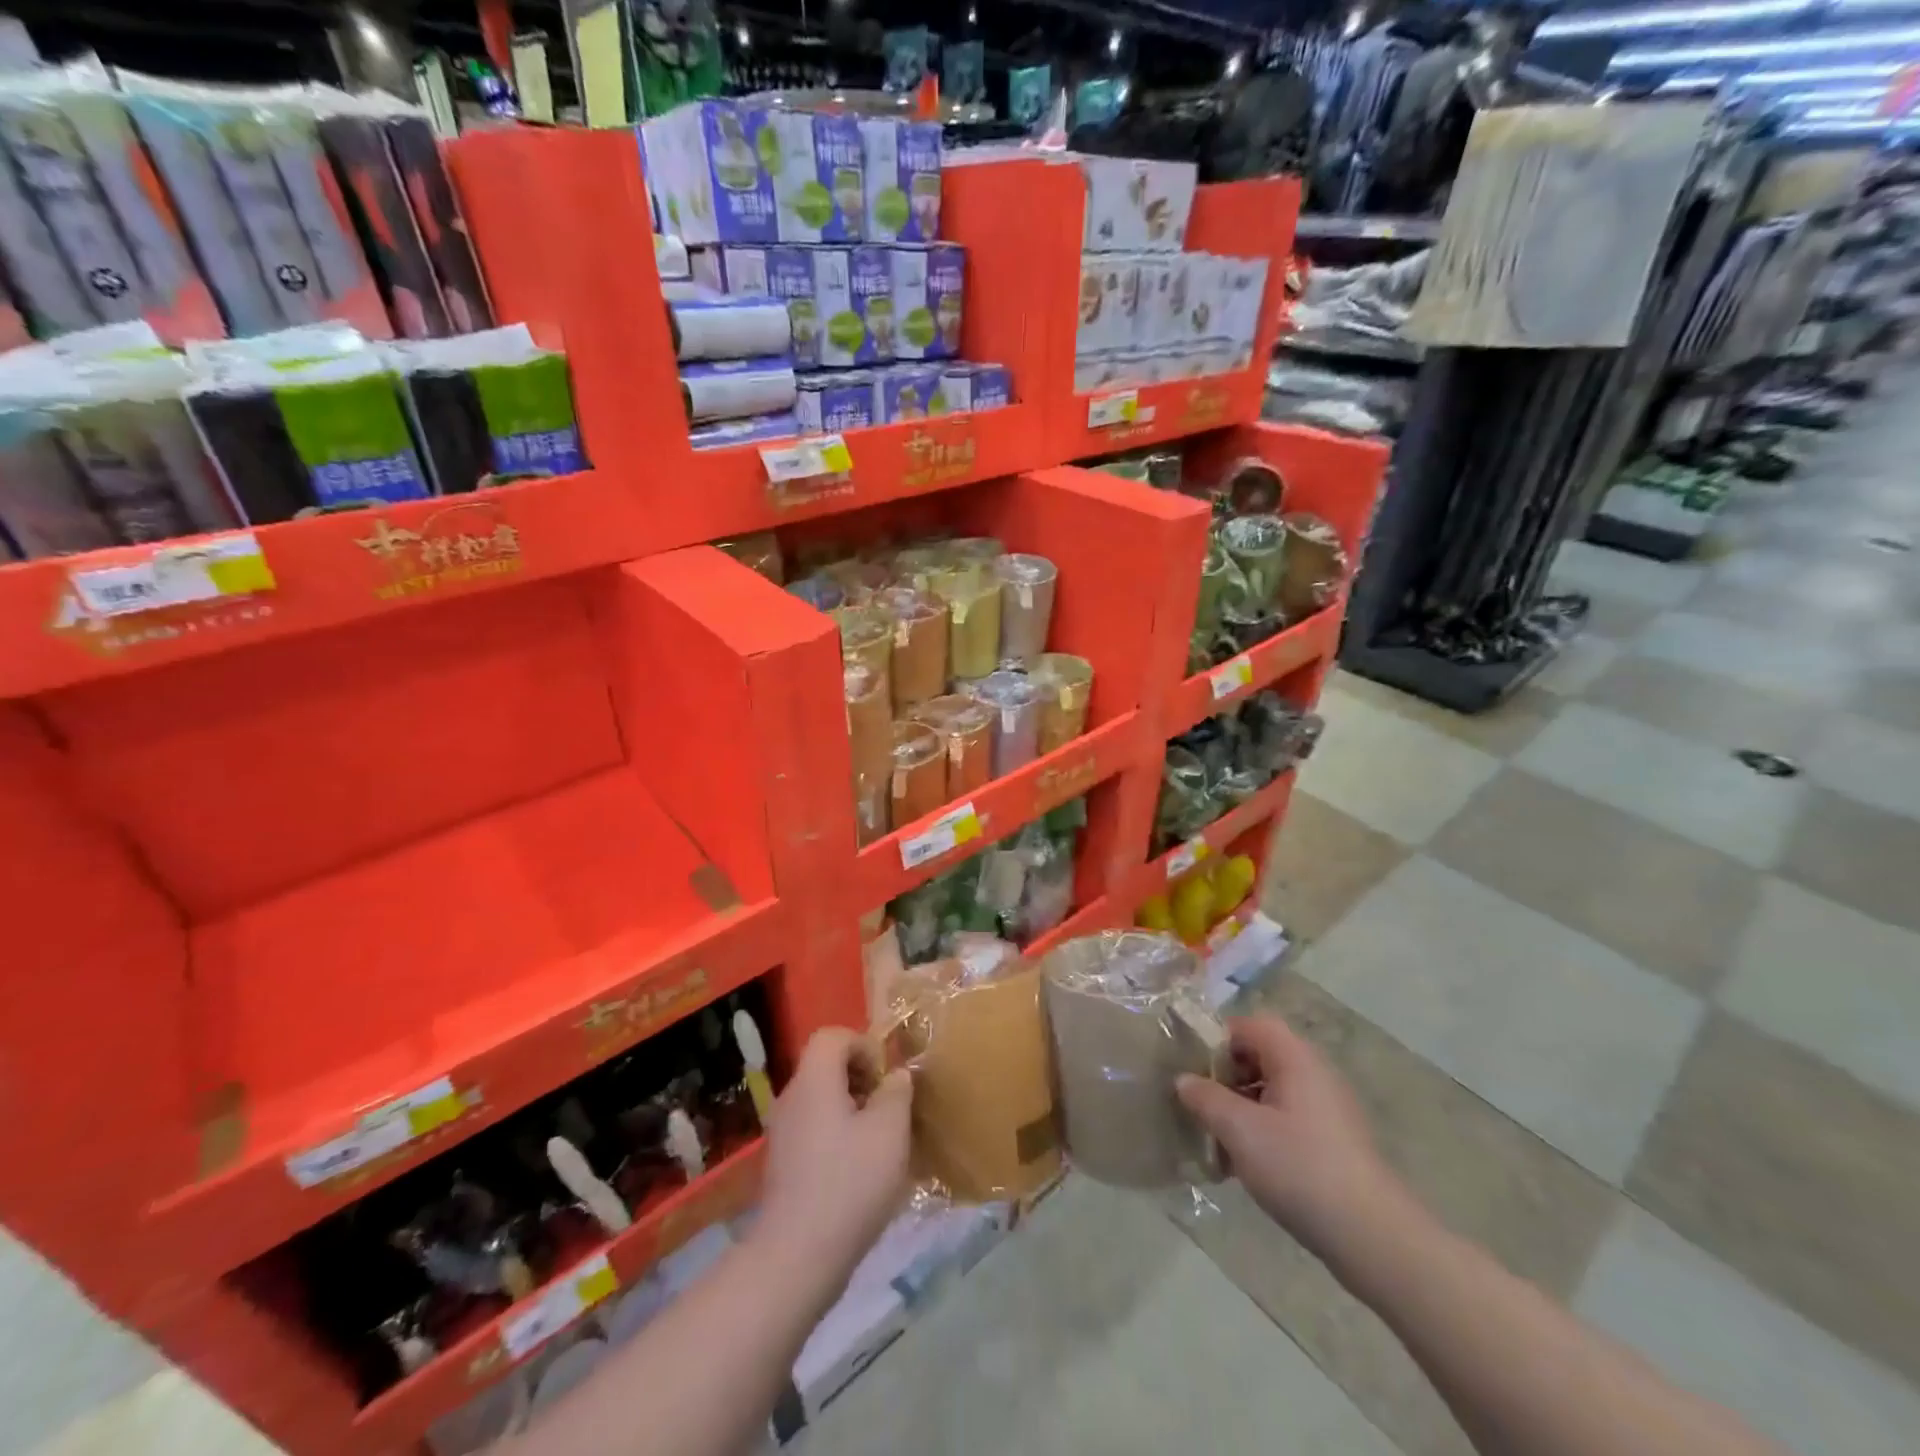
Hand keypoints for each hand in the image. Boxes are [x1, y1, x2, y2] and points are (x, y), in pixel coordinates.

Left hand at [756, 1028, 911, 1281]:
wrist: (796, 1257)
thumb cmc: (849, 1183)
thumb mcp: (890, 1131)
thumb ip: (896, 1093)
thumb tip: (895, 1076)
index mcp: (814, 1080)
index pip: (833, 1035)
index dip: (864, 1045)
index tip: (886, 1079)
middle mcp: (792, 1097)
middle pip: (826, 1066)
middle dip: (861, 1079)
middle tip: (887, 1109)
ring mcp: (782, 1133)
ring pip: (821, 1100)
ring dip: (852, 1109)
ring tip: (879, 1142)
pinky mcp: (782, 1165)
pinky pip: (814, 1130)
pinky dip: (837, 1136)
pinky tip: (858, 1172)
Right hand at [1177, 1014, 1400, 1259]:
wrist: (1372, 1237)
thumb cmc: (1300, 1168)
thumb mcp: (1240, 1130)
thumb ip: (1205, 1098)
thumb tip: (1183, 1080)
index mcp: (1295, 1058)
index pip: (1250, 1024)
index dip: (1217, 1037)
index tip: (1191, 1065)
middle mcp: (1314, 1073)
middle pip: (1260, 1055)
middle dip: (1225, 1075)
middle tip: (1198, 1101)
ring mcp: (1327, 1109)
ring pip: (1271, 1090)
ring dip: (1240, 1106)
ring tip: (1214, 1136)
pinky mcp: (1332, 1142)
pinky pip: (1286, 1118)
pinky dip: (1261, 1129)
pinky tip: (1242, 1163)